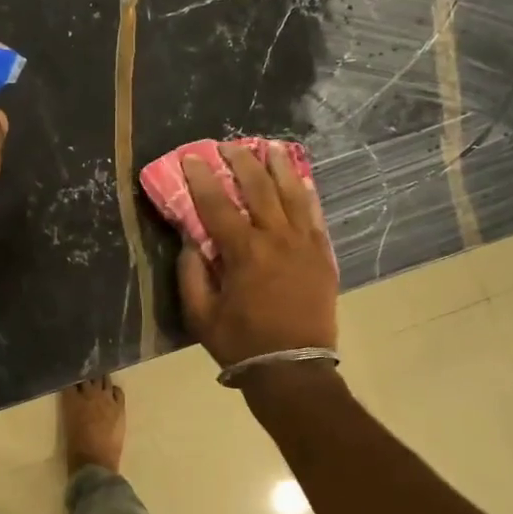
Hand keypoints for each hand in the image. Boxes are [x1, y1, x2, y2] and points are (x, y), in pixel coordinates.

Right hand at [176, 144, 337, 371]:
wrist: (293, 368)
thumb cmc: (241, 344)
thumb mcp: (201, 315)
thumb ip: (191, 274)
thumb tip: (190, 241)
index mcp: (244, 253)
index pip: (217, 204)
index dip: (201, 178)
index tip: (191, 157)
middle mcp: (277, 239)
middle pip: (259, 187)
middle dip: (242, 161)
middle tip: (229, 145)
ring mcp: (305, 244)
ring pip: (293, 193)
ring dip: (279, 166)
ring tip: (269, 147)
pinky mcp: (322, 255)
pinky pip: (315, 215)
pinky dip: (306, 193)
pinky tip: (300, 179)